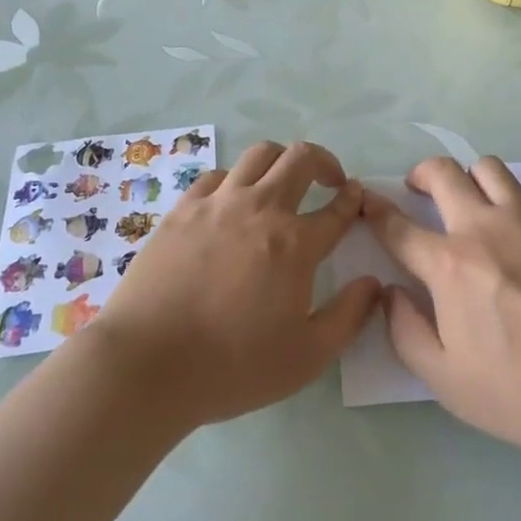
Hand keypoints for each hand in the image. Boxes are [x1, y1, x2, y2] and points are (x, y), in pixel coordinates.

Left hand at [89, 141, 381, 428]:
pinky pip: (216, 176)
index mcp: (295, 243)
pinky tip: (232, 202)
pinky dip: (235, 180)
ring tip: (282, 183)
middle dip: (325, 161)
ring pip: (259, 155)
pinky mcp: (182, 209)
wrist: (147, 364)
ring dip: (281, 162)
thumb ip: (349, 316)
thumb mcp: (307, 357)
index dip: (353, 199)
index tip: (357, 196)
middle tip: (329, 181)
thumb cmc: (232, 366)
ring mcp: (217, 203)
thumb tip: (373, 283)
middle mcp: (260, 208)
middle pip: (300, 158)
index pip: (337, 208)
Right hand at [363, 157, 520, 458]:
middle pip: (442, 173)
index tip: (367, 201)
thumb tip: (389, 293)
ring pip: (489, 167)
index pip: (398, 226)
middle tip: (421, 188)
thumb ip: (406, 333)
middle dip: (421, 174)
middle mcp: (484, 226)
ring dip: (473, 178)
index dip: (376, 211)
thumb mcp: (447, 381)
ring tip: (477, 200)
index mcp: (449, 264)